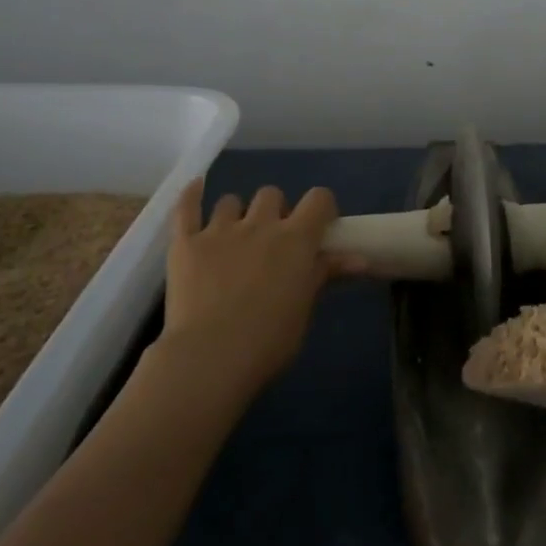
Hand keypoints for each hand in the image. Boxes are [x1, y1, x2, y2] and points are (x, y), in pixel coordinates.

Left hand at [158, 180, 354, 393]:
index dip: (321, 208)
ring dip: (237, 214)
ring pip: (231, 201)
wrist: (210, 357)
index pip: (318, 199)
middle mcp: (260, 224)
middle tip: (272, 241)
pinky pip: (186, 207)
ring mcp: (219, 230)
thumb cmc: (269, 340)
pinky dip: (191, 195)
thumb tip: (360, 259)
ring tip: (234, 236)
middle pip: (272, 194)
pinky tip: (196, 188)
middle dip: (275, 211)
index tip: (319, 227)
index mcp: (295, 238)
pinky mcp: (186, 243)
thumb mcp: (305, 308)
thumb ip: (325, 274)